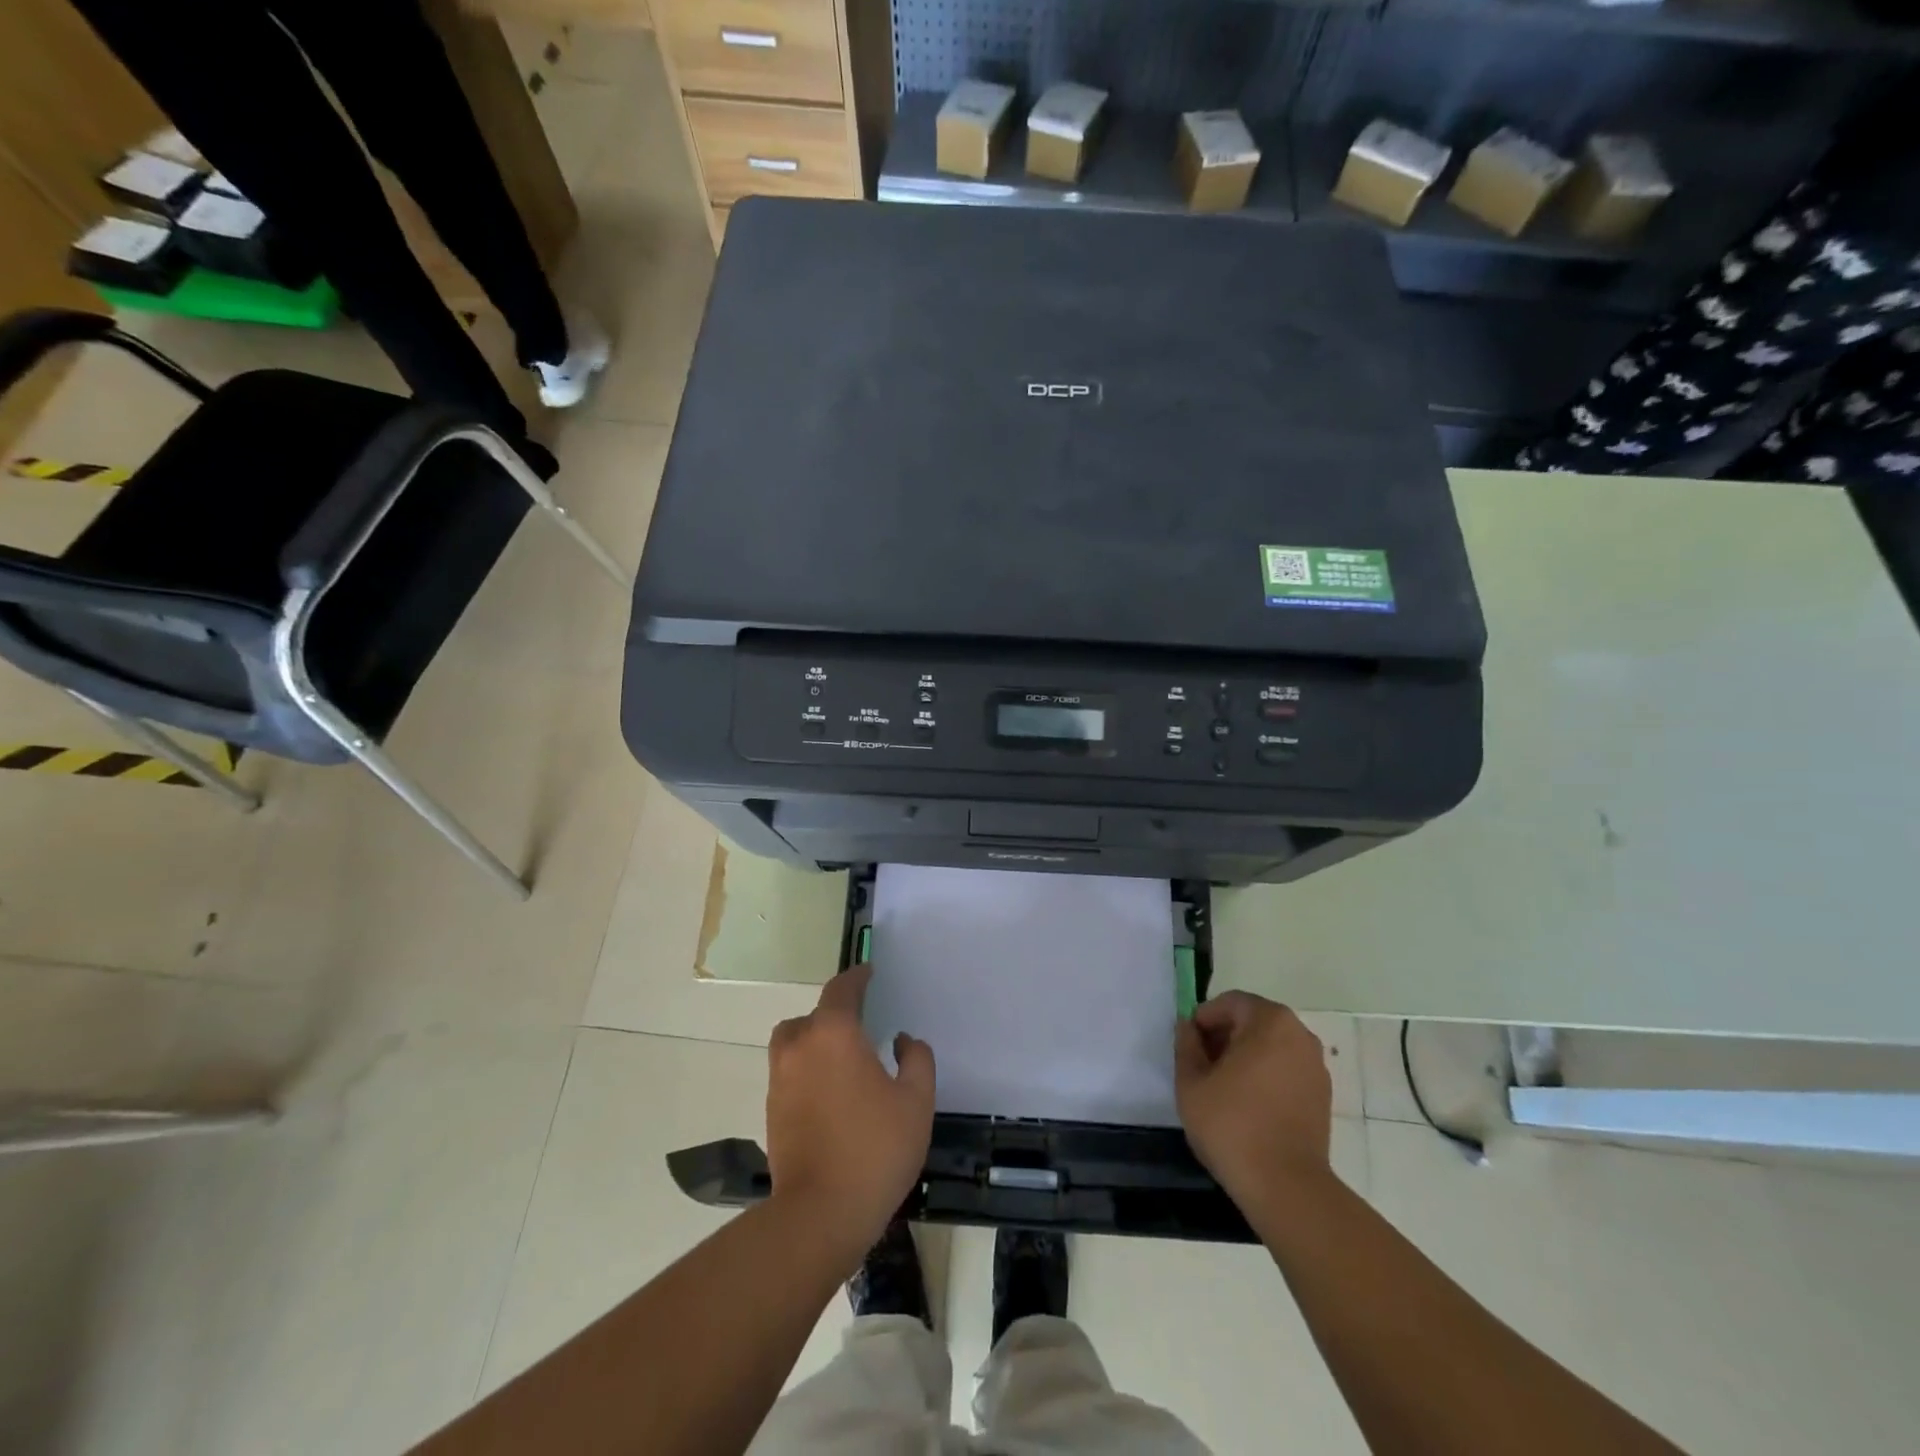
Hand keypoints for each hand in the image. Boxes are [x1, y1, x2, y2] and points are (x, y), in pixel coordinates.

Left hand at [765, 964, 935, 1258]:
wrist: (819, 1213)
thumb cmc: (875, 1148)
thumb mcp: (916, 1101)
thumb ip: (916, 1060)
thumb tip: (902, 1041)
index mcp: (834, 1033)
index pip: (842, 989)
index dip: (857, 977)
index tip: (870, 971)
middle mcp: (800, 1046)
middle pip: (812, 1015)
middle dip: (834, 1014)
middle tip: (860, 1025)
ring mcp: (780, 1079)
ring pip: (794, 1043)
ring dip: (815, 1041)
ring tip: (843, 1060)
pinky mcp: (772, 1110)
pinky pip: (790, 1072)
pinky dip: (807, 1070)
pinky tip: (832, 1093)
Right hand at [1175, 992, 1332, 1210]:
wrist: (1286, 1187)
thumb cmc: (1232, 1125)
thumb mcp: (1191, 1081)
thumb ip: (1186, 1045)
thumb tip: (1188, 1027)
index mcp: (1270, 1021)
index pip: (1230, 1003)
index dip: (1204, 1019)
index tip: (1189, 1046)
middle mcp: (1299, 1035)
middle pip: (1253, 1021)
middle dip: (1224, 1036)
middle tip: (1201, 1065)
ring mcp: (1316, 1067)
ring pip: (1270, 1046)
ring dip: (1245, 1057)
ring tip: (1223, 1087)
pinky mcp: (1322, 1096)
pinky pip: (1286, 1070)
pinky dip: (1265, 1076)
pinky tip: (1248, 1105)